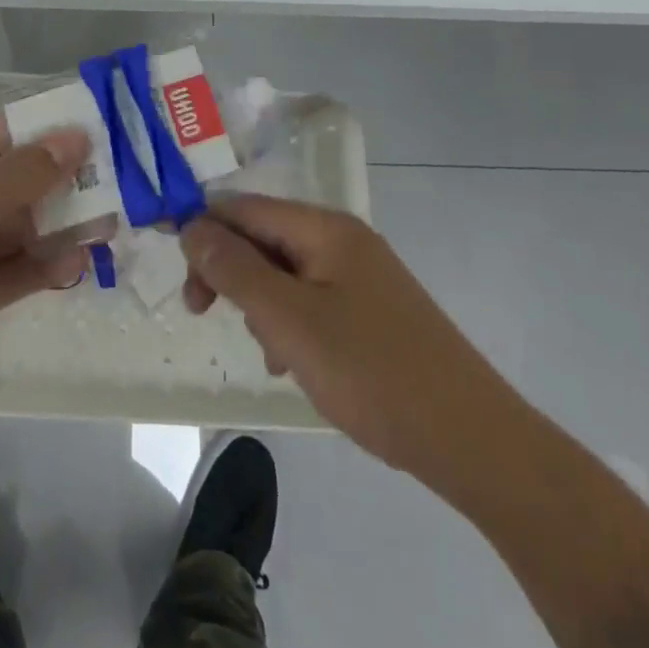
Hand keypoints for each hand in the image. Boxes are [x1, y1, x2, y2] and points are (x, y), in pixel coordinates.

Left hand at [0, 118, 98, 439]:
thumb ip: (21, 175)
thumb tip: (75, 138)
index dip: (34, 135)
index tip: (86, 138)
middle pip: (7, 185)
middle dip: (54, 185)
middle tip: (109, 185)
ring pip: (15, 231)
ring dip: (56, 229)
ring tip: (106, 226)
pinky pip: (12, 274)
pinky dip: (42, 268)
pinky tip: (76, 266)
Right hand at [180, 195, 521, 487]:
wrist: (471, 439)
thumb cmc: (371, 372)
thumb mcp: (289, 320)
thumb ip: (235, 269)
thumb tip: (190, 226)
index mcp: (324, 228)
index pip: (243, 208)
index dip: (202, 231)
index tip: (177, 274)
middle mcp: (342, 239)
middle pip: (263, 237)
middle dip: (230, 272)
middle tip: (203, 313)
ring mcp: (360, 275)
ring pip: (284, 272)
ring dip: (260, 303)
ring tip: (268, 351)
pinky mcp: (371, 310)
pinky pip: (310, 299)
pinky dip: (289, 323)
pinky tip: (292, 363)